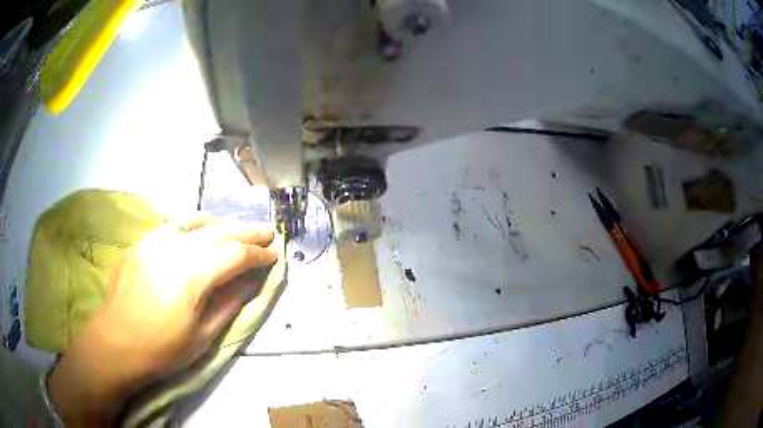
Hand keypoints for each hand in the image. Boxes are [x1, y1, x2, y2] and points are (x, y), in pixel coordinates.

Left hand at [47, 217, 277, 423]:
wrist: (117, 342)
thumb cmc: (162, 349)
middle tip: (266, 233)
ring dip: (222, 225)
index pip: (235, 255)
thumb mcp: (202, 337)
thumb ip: (228, 304)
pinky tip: (200, 232)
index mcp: (192, 278)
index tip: (275, 255)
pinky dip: (193, 226)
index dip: (258, 254)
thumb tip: (251, 283)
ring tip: (238, 231)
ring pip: (196, 223)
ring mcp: (154, 243)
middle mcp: (175, 251)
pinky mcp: (141, 243)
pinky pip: (173, 226)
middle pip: (218, 232)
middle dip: (246, 232)